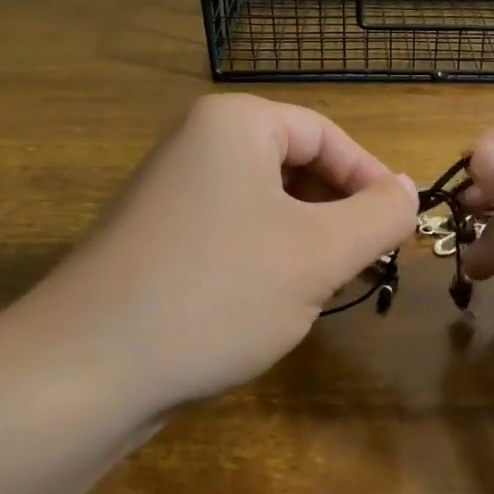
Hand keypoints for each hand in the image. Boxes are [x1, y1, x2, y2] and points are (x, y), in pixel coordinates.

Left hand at [23, 94, 416, 410]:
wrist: (85, 369)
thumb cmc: (218, 291)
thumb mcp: (319, 253)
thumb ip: (378, 215)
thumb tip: (407, 189)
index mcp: (235, 123)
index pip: (326, 134)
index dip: (372, 178)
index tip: (400, 228)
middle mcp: (197, 143)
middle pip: (295, 165)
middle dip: (338, 213)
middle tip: (367, 263)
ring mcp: (171, 192)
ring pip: (266, 204)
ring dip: (306, 241)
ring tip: (325, 287)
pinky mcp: (157, 238)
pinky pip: (232, 231)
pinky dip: (266, 258)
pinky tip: (272, 303)